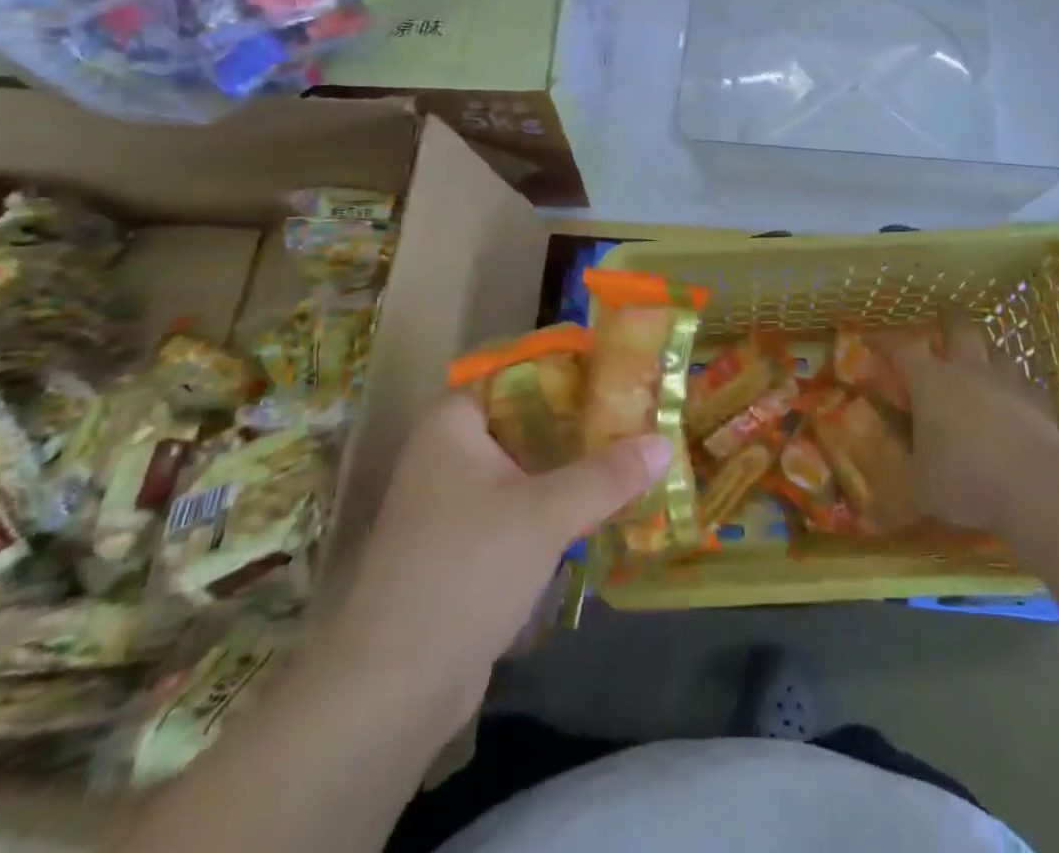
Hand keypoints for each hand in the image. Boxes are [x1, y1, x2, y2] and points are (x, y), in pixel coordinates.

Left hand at [328, 392, 669, 740]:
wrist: (393, 687)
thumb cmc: (467, 568)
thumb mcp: (547, 513)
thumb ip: (608, 473)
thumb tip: (664, 443)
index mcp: (453, 422)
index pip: (519, 374)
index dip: (570, 372)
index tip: (619, 376)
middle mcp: (446, 452)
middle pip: (525, 420)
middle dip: (580, 423)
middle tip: (636, 418)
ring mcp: (451, 502)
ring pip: (524, 467)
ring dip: (570, 468)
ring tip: (629, 459)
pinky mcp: (462, 547)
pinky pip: (517, 507)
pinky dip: (553, 506)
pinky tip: (598, 510)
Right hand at [877, 320, 1058, 533]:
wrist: (1038, 490)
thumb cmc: (965, 481)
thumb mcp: (919, 484)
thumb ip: (908, 465)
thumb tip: (897, 463)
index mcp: (931, 382)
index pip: (902, 348)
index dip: (885, 341)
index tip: (871, 341)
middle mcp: (969, 371)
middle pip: (959, 329)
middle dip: (947, 324)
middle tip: (940, 331)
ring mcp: (1010, 384)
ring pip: (998, 352)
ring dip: (986, 356)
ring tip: (980, 369)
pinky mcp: (1042, 405)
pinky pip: (1027, 386)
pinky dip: (1017, 390)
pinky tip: (1016, 405)